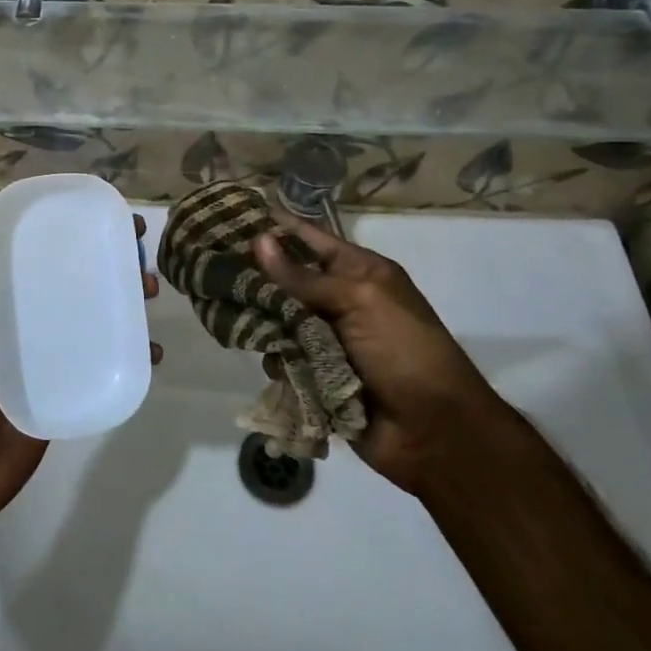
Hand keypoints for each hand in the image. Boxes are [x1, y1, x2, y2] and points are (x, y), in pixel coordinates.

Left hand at [0, 211, 158, 522]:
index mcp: (2, 301)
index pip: (37, 254)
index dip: (66, 231)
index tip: (97, 211)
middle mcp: (32, 318)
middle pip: (75, 279)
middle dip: (108, 259)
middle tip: (138, 246)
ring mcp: (56, 351)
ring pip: (97, 313)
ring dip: (126, 296)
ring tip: (148, 288)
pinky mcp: (73, 382)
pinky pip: (107, 358)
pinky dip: (132, 348)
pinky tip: (150, 347)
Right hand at [253, 216, 494, 491]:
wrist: (436, 433)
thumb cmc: (406, 352)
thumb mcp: (360, 301)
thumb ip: (304, 277)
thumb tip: (258, 240)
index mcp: (360, 273)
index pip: (310, 239)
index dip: (275, 228)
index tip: (231, 216)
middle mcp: (341, 301)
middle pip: (287, 281)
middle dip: (256, 278)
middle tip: (214, 270)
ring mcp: (327, 341)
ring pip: (278, 321)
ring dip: (263, 323)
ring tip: (232, 317)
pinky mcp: (316, 376)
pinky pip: (283, 359)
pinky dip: (277, 361)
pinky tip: (271, 363)